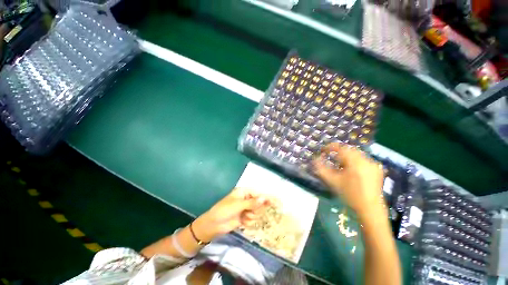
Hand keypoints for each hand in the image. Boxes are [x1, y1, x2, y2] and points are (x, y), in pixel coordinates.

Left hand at [193, 188, 270, 241]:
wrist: (214, 225)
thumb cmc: (225, 210)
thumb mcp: (238, 205)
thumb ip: (252, 203)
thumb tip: (265, 198)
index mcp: (244, 192)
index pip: (258, 194)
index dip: (266, 198)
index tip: (276, 202)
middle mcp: (246, 199)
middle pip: (259, 203)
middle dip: (255, 209)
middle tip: (249, 212)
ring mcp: (246, 209)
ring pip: (257, 212)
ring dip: (252, 216)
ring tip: (244, 217)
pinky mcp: (245, 217)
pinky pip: (253, 219)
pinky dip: (248, 221)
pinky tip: (242, 222)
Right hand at [312, 143, 384, 218]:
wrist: (370, 208)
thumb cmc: (349, 195)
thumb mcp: (333, 181)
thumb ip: (321, 169)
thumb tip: (315, 159)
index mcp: (355, 162)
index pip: (340, 148)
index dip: (330, 147)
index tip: (323, 150)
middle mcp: (365, 160)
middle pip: (348, 149)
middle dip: (338, 152)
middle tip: (331, 157)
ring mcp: (373, 164)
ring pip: (356, 154)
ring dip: (346, 156)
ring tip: (340, 164)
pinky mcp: (377, 169)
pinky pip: (363, 159)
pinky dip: (355, 160)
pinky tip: (352, 169)